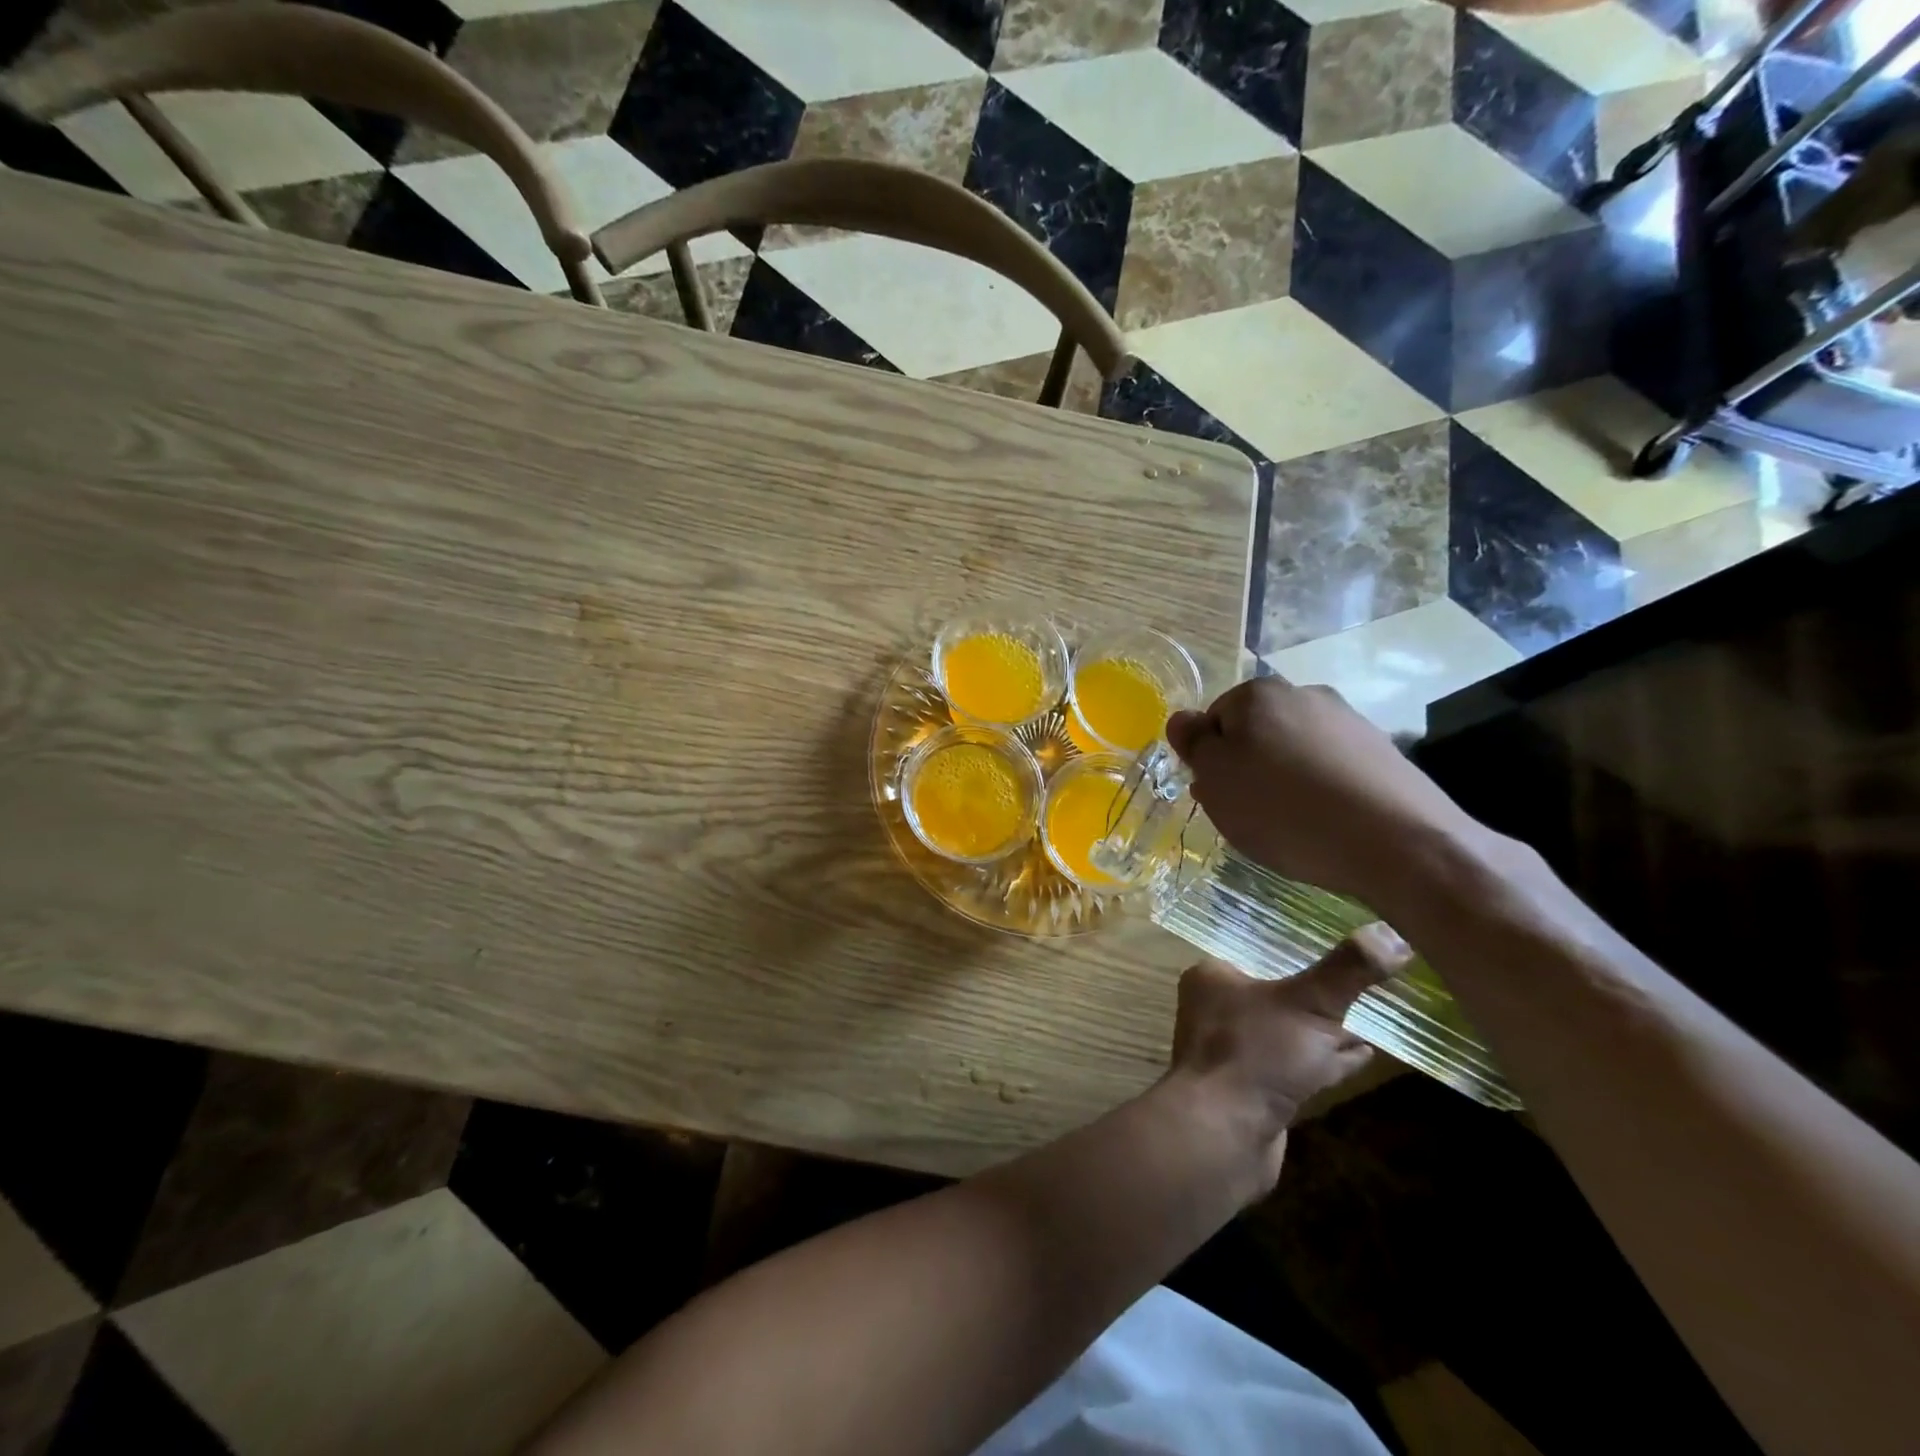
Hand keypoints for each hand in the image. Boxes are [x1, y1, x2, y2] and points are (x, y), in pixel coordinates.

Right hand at [1165, 675, 1479, 904]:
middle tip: (1248, 813)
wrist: (1399, 843)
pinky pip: (1332, 769)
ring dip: (1283, 780)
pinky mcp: (1383, 753)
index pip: (1213, 719)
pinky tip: (1327, 824)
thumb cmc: (1285, 810)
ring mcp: (1350, 721)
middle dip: (1247, 768)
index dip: (1209, 759)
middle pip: (1256, 732)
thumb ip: (1194, 745)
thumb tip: (1182, 720)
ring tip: (1290, 825)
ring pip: (1295, 750)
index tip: (1218, 795)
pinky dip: (1321, 791)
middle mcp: (1306, 694)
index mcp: (1259, 693)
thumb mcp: (1217, 781)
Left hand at [1167, 928, 1411, 1191]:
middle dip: (1318, 996)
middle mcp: (1216, 1010)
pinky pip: (1294, 1067)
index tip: (1343, 953)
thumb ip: (1349, 969)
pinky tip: (1361, 1057)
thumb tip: (1393, 933)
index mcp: (1213, 977)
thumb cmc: (1257, 1053)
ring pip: (1287, 1032)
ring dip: (1325, 1031)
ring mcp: (1232, 1053)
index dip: (1301, 954)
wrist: (1223, 1134)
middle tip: (1364, 986)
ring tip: (1370, 1020)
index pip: (1261, 954)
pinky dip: (1324, 1062)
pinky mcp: (1251, 1091)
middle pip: (1276, 994)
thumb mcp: (1309, 1002)